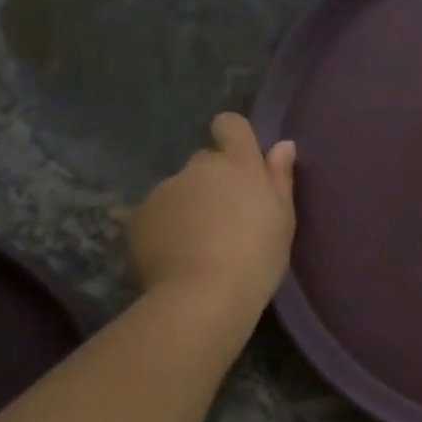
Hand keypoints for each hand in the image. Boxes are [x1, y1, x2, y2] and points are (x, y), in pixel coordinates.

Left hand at [128, 114, 296, 309]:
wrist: (203, 296)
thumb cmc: (257, 256)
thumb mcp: (282, 219)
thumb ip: (279, 178)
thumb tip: (282, 145)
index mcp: (238, 164)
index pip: (230, 125)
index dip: (233, 137)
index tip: (240, 163)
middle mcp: (199, 168)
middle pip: (205, 162)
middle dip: (212, 182)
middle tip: (224, 219)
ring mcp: (164, 190)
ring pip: (179, 190)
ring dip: (188, 207)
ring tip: (198, 246)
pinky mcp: (138, 216)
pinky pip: (155, 215)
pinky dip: (164, 229)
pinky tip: (175, 258)